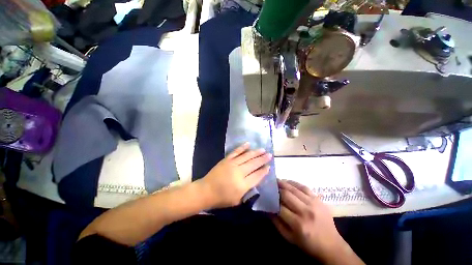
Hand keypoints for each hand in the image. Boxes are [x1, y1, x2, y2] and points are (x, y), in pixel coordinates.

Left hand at [199, 143, 271, 208]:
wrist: (206, 190)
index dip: (264, 171)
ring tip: (263, 150)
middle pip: (254, 164)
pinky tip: (248, 144)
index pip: (257, 176)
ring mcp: (232, 164)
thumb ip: (248, 190)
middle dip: (263, 159)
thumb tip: (256, 179)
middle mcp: (239, 172)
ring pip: (247, 156)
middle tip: (270, 155)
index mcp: (242, 185)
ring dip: (256, 152)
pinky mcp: (226, 159)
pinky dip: (242, 147)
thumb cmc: (222, 198)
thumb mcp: (238, 200)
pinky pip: (236, 152)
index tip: (269, 166)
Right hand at [273, 180, 361, 263]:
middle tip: (270, 186)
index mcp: (298, 224)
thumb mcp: (289, 238)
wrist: (332, 245)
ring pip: (294, 189)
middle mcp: (305, 211)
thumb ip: (277, 223)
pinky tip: (288, 181)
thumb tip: (268, 208)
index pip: (280, 207)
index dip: (272, 201)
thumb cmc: (308, 244)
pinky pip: (304, 187)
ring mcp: (313, 204)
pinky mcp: (318, 199)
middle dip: (277, 189)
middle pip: (286, 194)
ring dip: (283, 183)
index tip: (266, 196)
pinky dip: (294, 183)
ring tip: (277, 181)